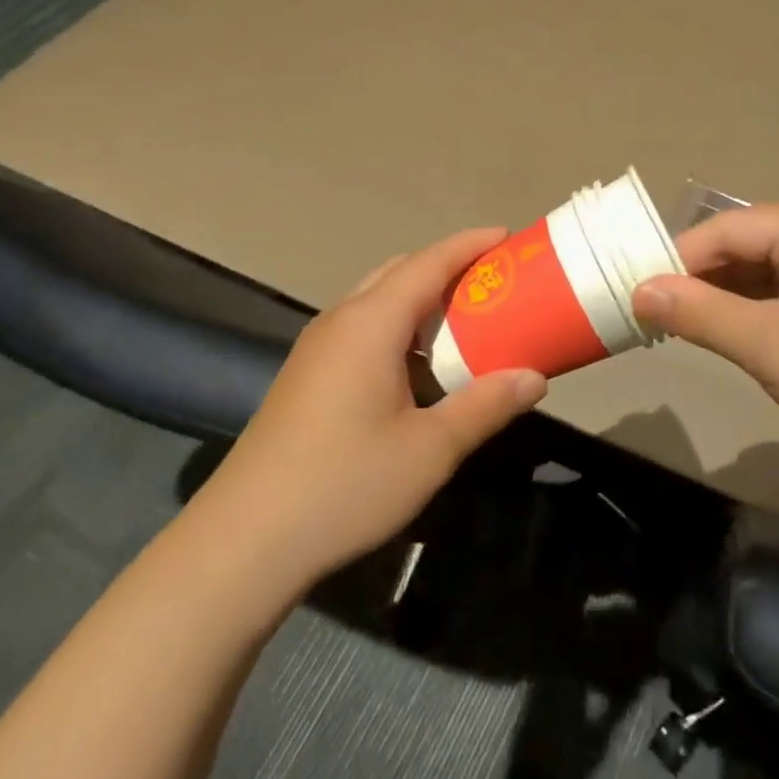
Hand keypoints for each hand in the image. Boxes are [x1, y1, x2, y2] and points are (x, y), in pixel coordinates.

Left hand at [193, 228, 547, 588]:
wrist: (243, 542)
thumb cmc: (345, 484)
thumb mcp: (430, 449)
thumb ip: (485, 405)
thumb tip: (534, 378)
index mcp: (371, 323)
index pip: (429, 262)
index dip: (470, 244)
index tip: (508, 236)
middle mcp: (341, 321)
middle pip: (400, 272)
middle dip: (447, 266)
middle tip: (493, 281)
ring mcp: (317, 349)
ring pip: (377, 300)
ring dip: (421, 298)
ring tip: (464, 318)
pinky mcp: (306, 377)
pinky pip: (362, 328)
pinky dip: (399, 326)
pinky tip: (418, 365)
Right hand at [632, 204, 778, 475]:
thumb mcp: (769, 345)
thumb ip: (700, 313)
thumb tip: (639, 291)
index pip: (727, 228)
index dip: (678, 257)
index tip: (636, 288)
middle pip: (744, 244)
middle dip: (698, 277)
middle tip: (651, 309)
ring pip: (761, 269)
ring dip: (721, 295)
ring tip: (676, 323)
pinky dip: (749, 308)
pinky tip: (722, 330)